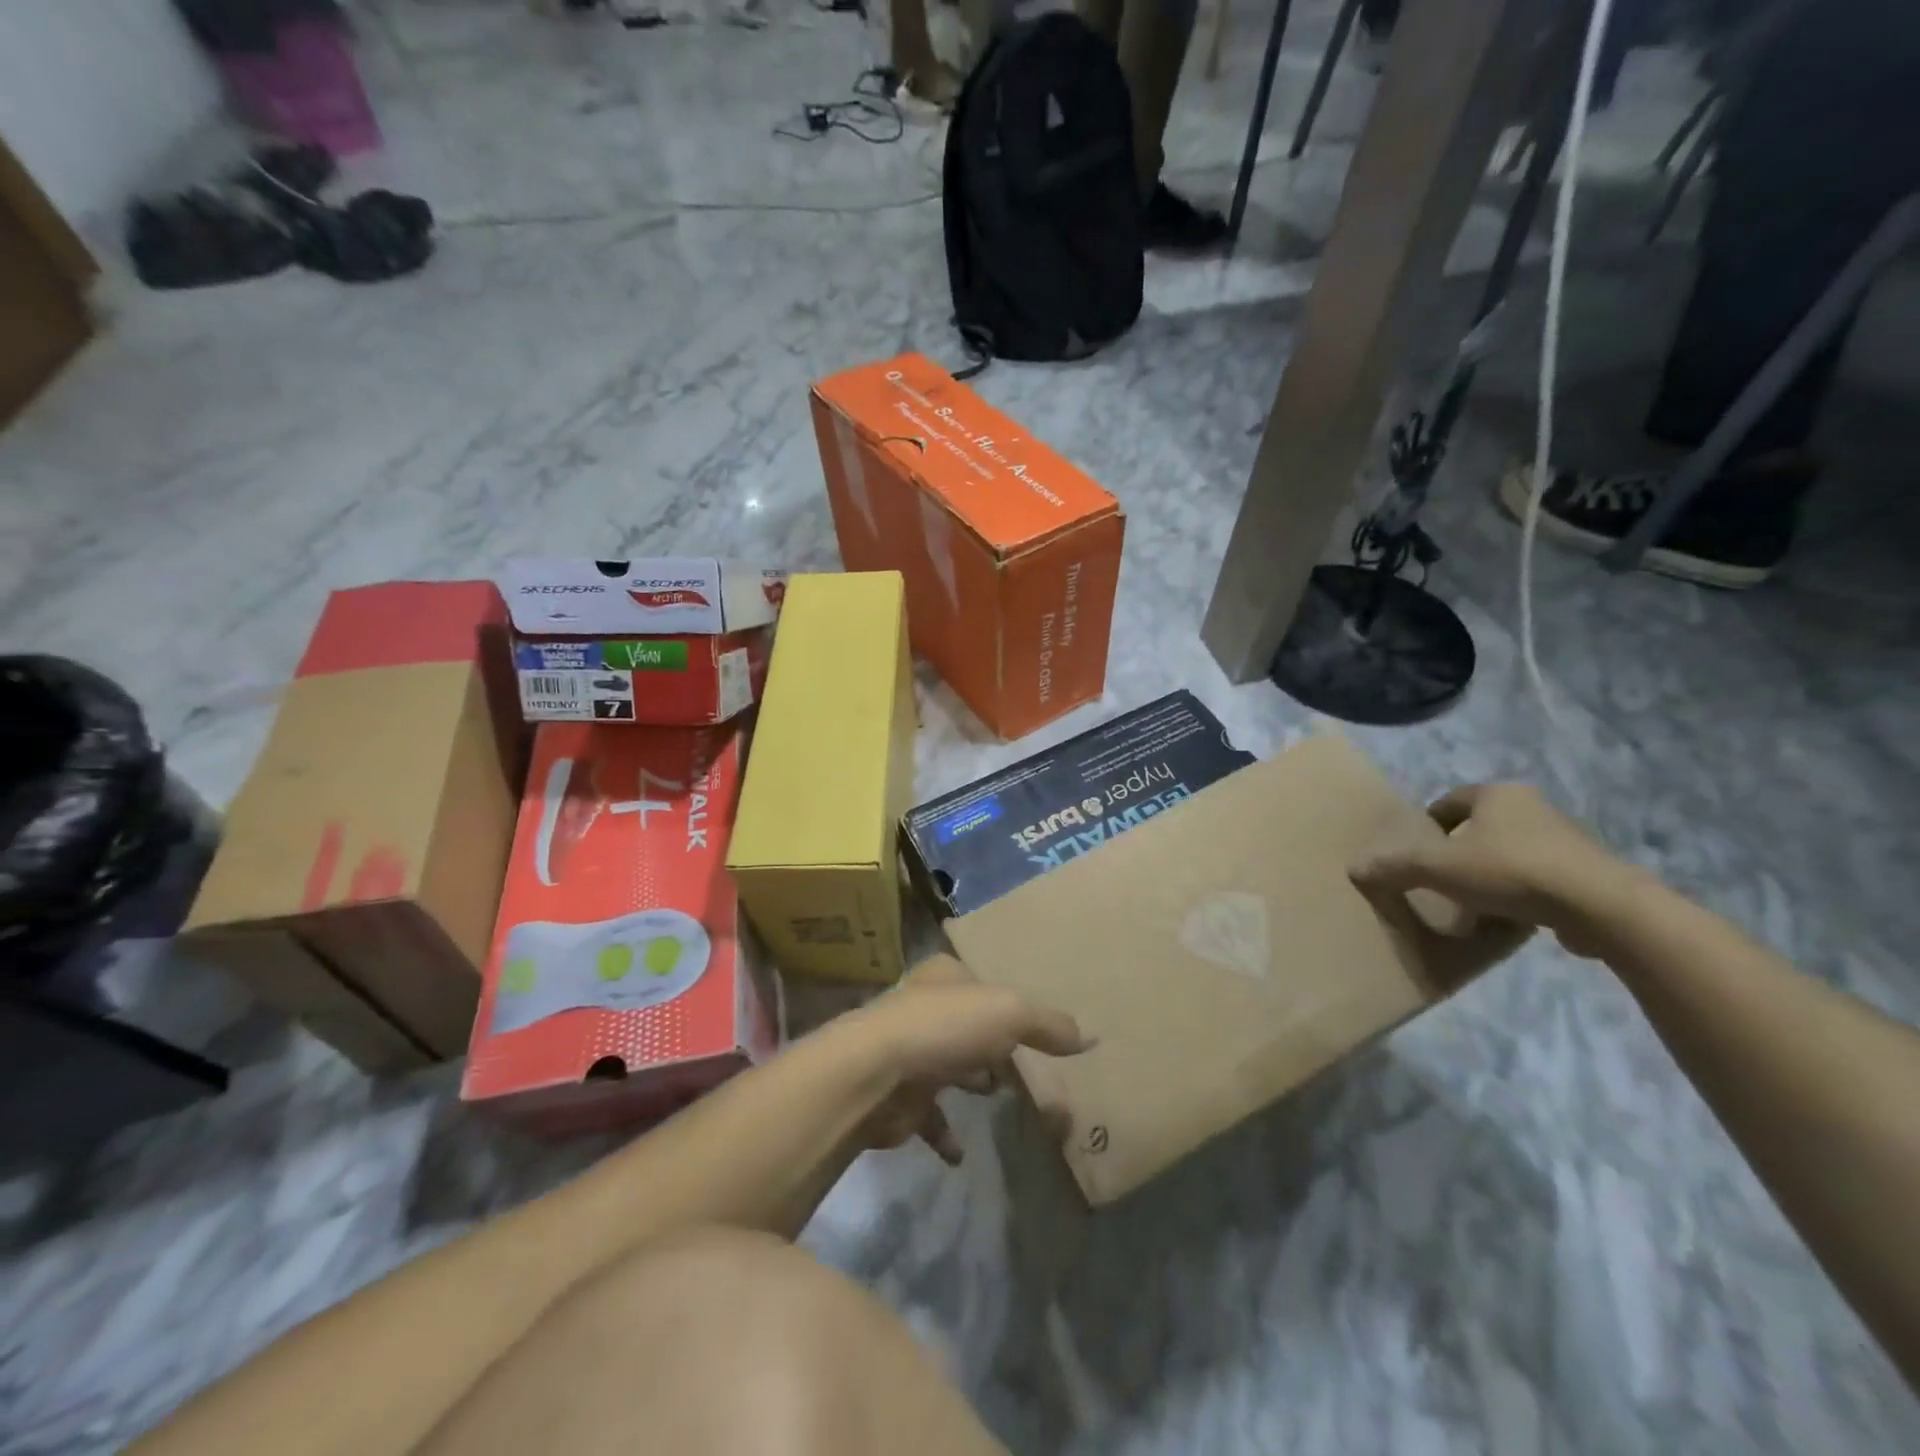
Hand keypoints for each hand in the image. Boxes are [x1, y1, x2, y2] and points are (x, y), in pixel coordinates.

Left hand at [840, 955, 1091, 1164]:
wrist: (875, 1074)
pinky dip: (946, 1132)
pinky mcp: (897, 1095)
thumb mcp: (1009, 1013)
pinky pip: (928, 1115)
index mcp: (945, 975)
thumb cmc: (944, 1029)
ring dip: (970, 1080)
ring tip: (998, 1097)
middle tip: (1020, 1066)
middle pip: (965, 1024)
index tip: (1029, 1026)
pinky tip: (963, 1150)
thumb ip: (1048, 1025)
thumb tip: (1090, 1038)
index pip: (981, 982)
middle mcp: (922, 1006)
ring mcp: (907, 1050)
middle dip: (990, 1045)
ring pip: (948, 1065)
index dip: (1006, 1001)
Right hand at [1349, 783, 1636, 956]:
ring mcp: (1568, 839)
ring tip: (1473, 902)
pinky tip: (1511, 917)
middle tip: (1442, 876)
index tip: (1418, 849)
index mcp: (1497, 795)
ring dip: (1493, 872)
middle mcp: (1534, 807)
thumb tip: (1354, 867)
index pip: (1451, 801)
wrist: (1599, 905)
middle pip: (1484, 826)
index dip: (1429, 823)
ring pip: (1514, 851)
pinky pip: (1542, 877)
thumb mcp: (1438, 868)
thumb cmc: (1509, 871)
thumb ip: (1395, 867)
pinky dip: (1523, 892)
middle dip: (1462, 849)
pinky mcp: (1590, 872)